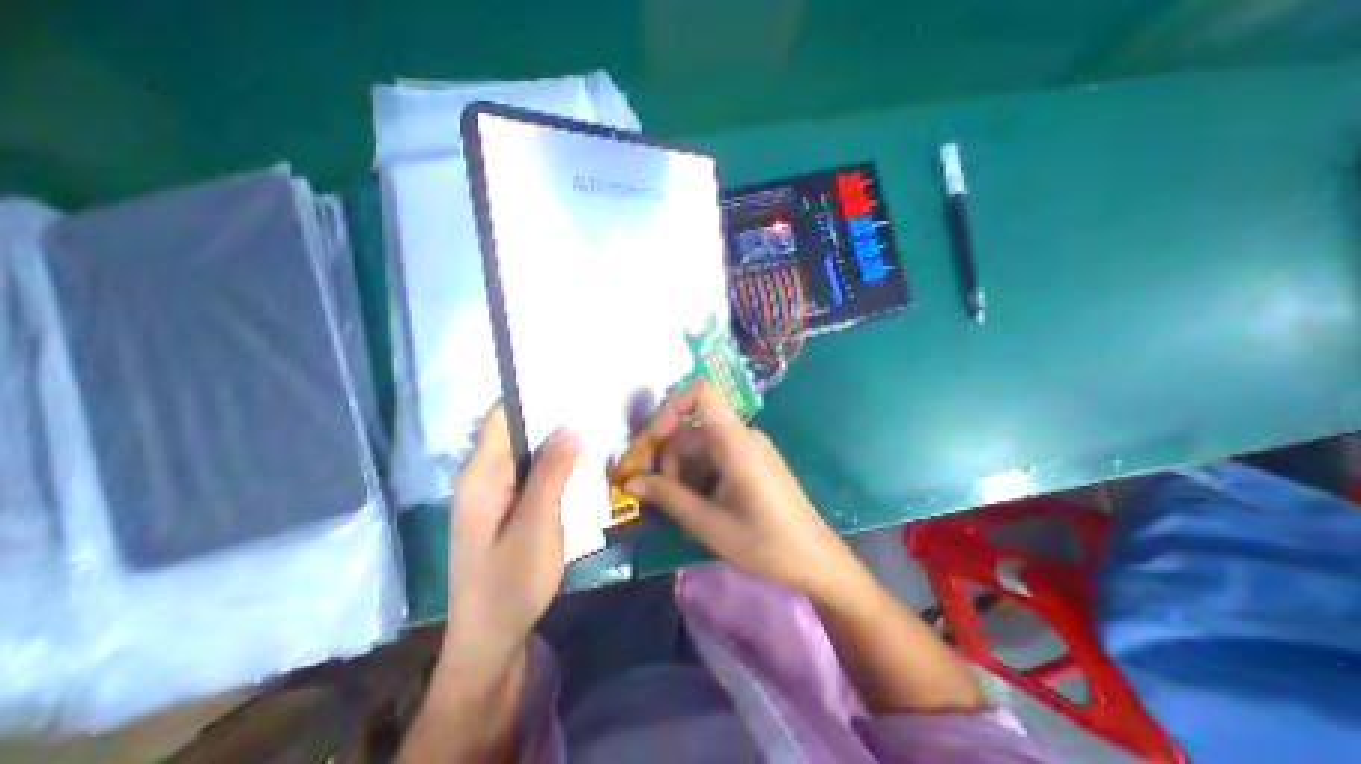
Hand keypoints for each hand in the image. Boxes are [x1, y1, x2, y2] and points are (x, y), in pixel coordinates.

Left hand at [441, 405, 578, 672]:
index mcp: (481, 475)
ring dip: (556, 438)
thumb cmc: (510, 584)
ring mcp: (495, 491)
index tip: (570, 380)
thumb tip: (569, 425)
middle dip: (551, 414)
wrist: (490, 639)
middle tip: (593, 400)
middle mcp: (483, 475)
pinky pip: (531, 470)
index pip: (502, 416)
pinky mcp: (508, 505)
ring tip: (594, 422)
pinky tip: (581, 458)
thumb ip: (551, 474)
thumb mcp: (536, 526)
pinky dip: (554, 460)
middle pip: (516, 429)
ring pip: (526, 450)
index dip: (533, 394)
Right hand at [624, 382, 846, 594]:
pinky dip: (697, 476)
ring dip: (681, 473)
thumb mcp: (708, 523)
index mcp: (735, 441)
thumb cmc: (764, 542)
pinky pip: (713, 457)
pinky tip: (697, 507)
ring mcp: (747, 447)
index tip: (650, 443)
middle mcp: (741, 435)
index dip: (669, 409)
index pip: (701, 393)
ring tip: (680, 510)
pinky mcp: (750, 460)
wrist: (813, 558)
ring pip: (698, 447)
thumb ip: (667, 497)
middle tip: (657, 498)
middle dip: (667, 460)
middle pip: (690, 430)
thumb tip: (630, 482)